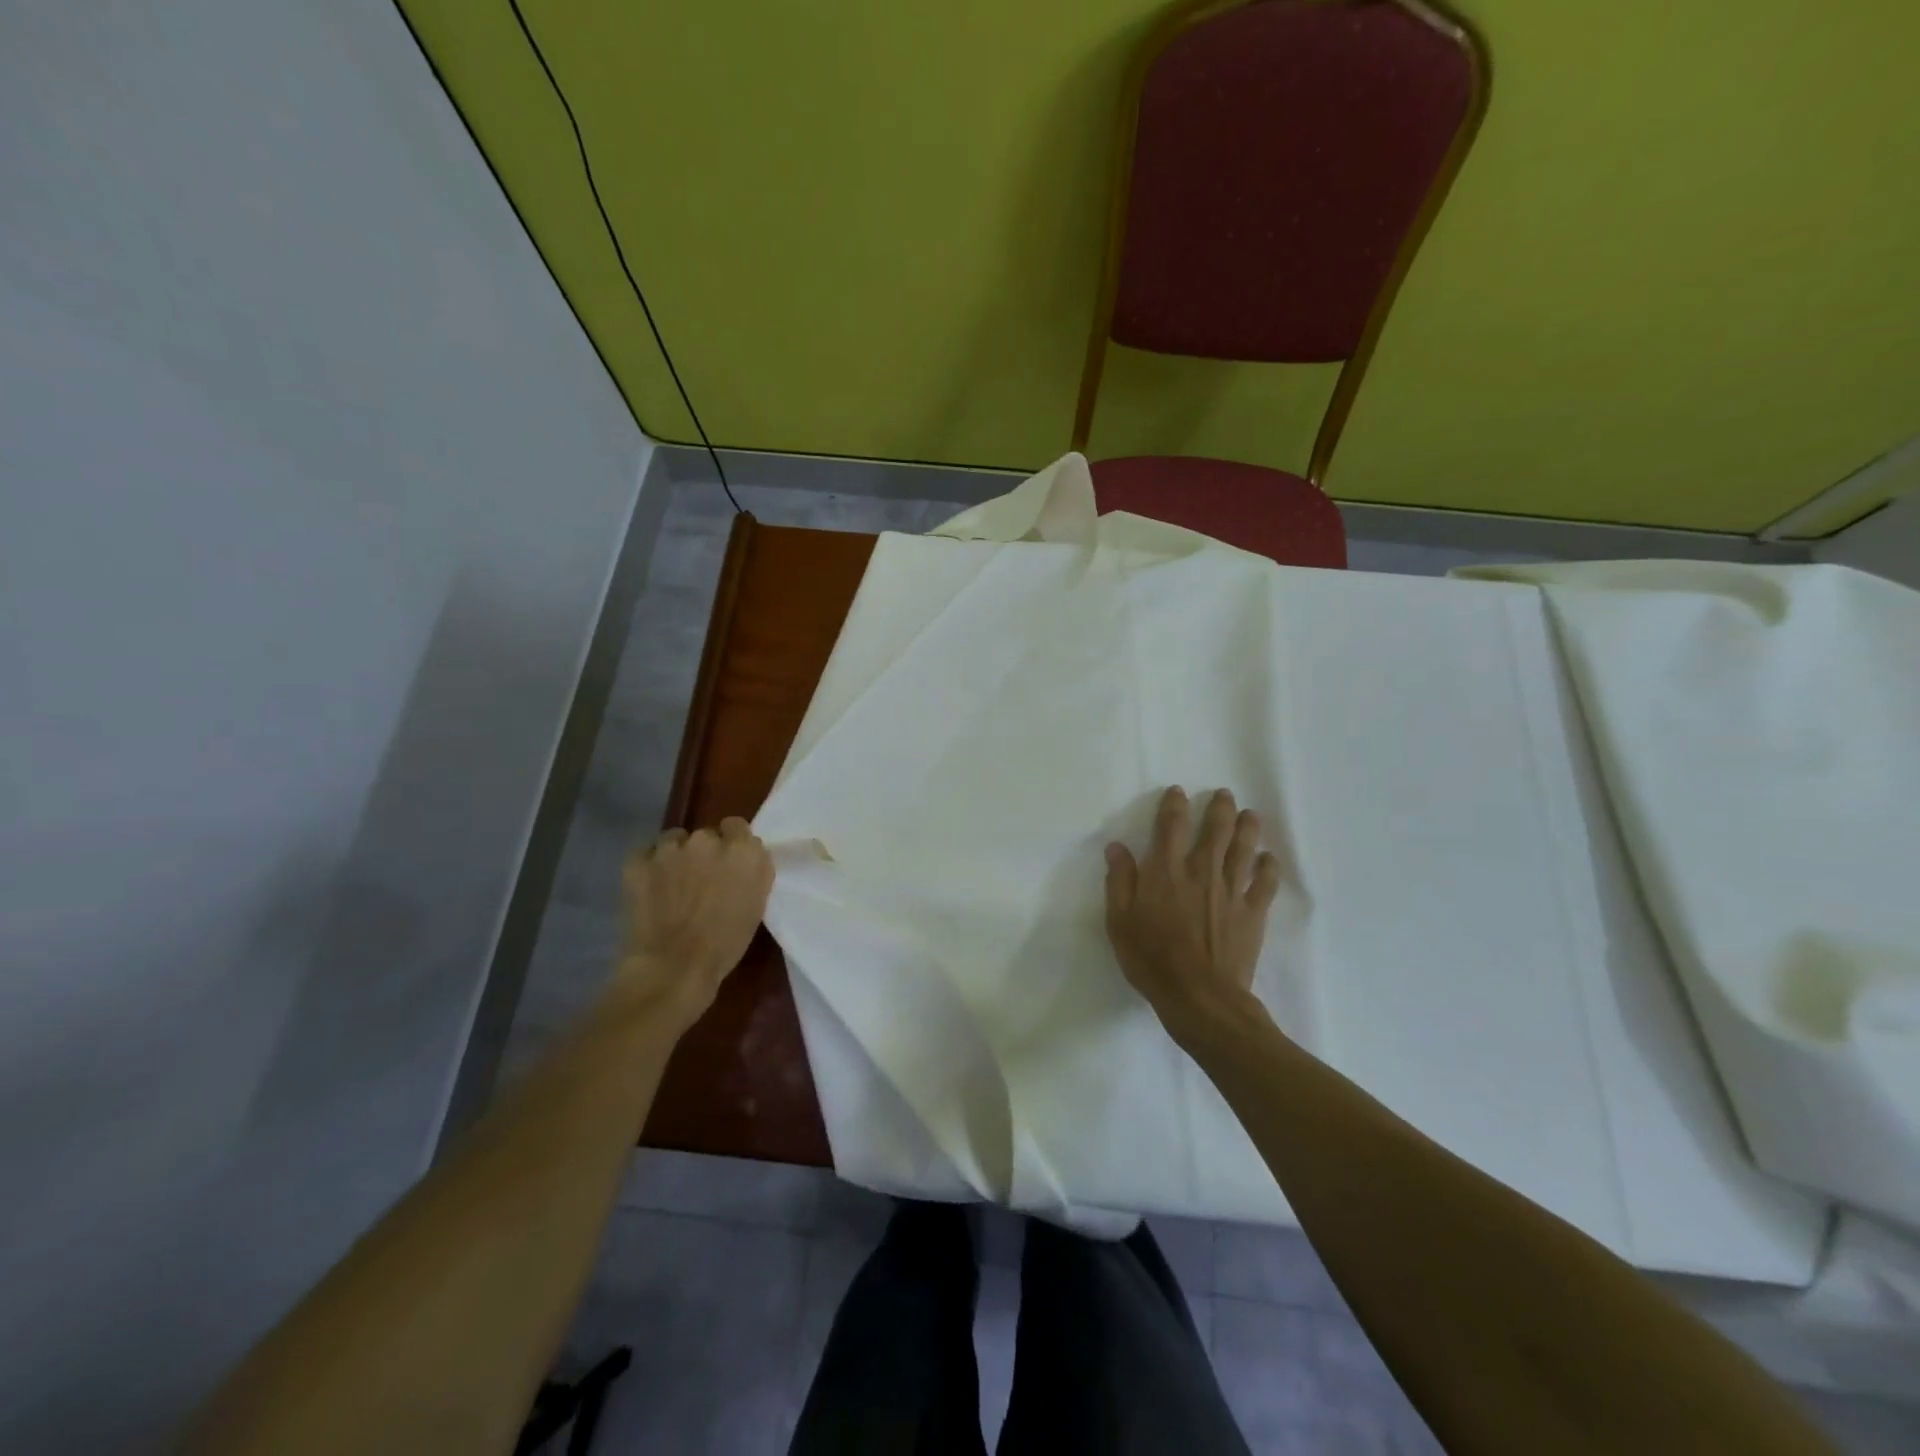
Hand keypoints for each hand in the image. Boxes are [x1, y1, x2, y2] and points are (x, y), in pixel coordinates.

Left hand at [615, 819, 774, 1030]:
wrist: (673, 968)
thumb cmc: (725, 943)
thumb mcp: (756, 903)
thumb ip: (753, 870)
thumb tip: (744, 856)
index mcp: (742, 850)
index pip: (737, 827)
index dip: (732, 845)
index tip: (728, 865)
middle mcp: (707, 839)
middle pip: (706, 835)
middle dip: (704, 853)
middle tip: (700, 880)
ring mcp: (670, 848)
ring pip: (674, 840)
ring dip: (676, 856)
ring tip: (672, 885)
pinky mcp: (638, 861)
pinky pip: (646, 853)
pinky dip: (649, 867)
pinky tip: (651, 888)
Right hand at [1104, 787, 1282, 1043]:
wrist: (1200, 997)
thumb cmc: (1152, 959)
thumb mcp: (1119, 922)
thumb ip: (1119, 881)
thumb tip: (1117, 847)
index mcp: (1166, 871)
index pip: (1171, 826)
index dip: (1174, 805)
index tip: (1178, 791)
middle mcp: (1201, 872)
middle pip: (1215, 830)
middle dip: (1219, 808)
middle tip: (1224, 794)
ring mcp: (1231, 891)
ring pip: (1243, 849)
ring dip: (1247, 828)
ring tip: (1250, 814)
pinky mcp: (1252, 912)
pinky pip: (1265, 883)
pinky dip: (1268, 867)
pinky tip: (1269, 858)